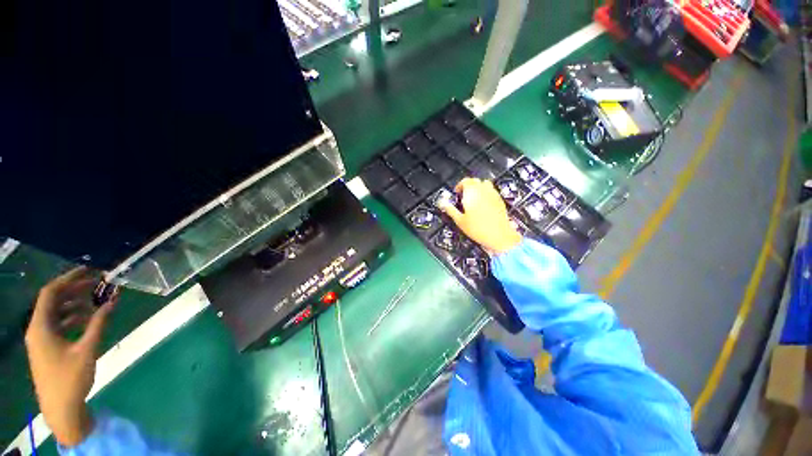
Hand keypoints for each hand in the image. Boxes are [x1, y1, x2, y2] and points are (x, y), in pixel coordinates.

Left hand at [25, 267, 116, 446]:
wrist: (61, 408)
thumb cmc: (71, 378)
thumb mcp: (87, 350)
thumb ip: (99, 323)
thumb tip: (113, 301)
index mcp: (41, 326)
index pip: (51, 293)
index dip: (68, 279)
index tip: (88, 271)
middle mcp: (37, 328)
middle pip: (53, 301)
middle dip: (75, 290)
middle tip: (98, 284)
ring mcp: (41, 339)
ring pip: (57, 313)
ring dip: (75, 305)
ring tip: (96, 302)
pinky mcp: (47, 347)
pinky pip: (58, 324)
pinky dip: (73, 318)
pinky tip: (88, 320)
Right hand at [439, 178, 522, 254]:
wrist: (499, 236)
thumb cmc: (478, 229)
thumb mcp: (460, 221)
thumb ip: (450, 210)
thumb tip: (443, 203)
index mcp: (472, 193)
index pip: (465, 181)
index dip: (459, 185)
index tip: (456, 192)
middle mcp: (483, 190)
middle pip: (475, 181)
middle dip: (468, 186)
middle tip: (463, 196)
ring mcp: (493, 194)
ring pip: (484, 184)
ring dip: (478, 188)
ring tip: (473, 198)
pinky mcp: (500, 200)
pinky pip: (492, 191)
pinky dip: (486, 193)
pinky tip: (483, 204)